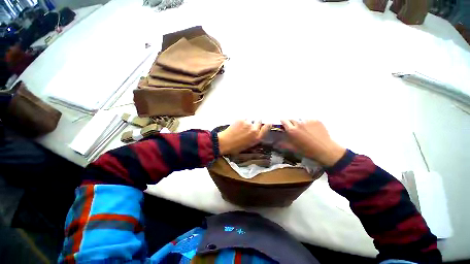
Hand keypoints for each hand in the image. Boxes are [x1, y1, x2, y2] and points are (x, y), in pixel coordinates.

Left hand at [218, 120, 271, 154]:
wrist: (225, 143)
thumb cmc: (236, 147)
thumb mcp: (248, 145)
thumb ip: (254, 138)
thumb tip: (256, 132)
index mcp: (257, 138)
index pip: (267, 127)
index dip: (267, 124)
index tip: (267, 123)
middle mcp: (254, 130)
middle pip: (259, 121)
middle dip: (256, 122)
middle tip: (250, 124)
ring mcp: (248, 123)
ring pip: (250, 119)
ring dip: (247, 121)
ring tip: (240, 126)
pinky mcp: (241, 119)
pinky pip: (243, 118)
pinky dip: (241, 120)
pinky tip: (236, 125)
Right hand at [280, 120, 345, 166]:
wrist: (326, 150)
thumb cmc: (307, 151)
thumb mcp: (293, 149)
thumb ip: (283, 144)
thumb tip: (276, 143)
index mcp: (292, 130)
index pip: (284, 121)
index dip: (283, 122)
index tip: (284, 124)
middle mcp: (298, 123)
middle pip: (292, 119)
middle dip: (291, 123)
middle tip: (294, 129)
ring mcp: (308, 121)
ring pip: (301, 120)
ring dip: (300, 124)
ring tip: (305, 130)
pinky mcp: (316, 120)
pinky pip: (309, 120)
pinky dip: (309, 124)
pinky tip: (312, 130)